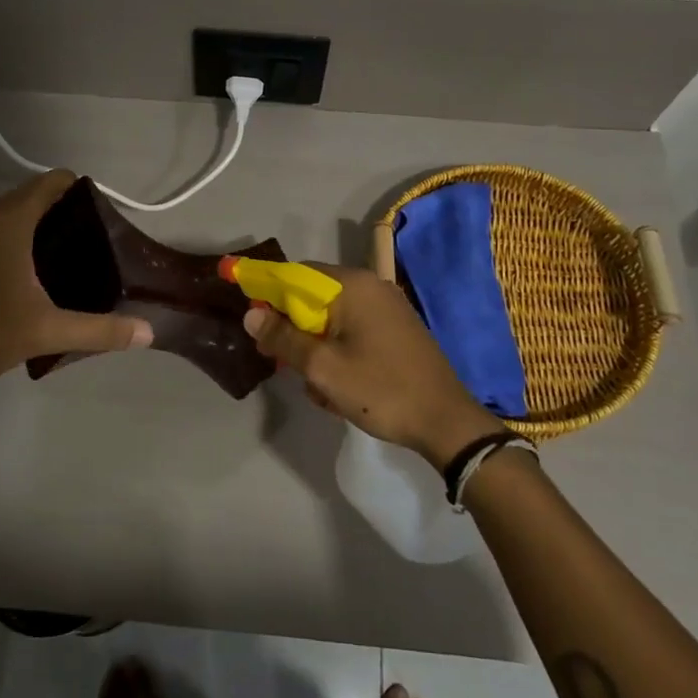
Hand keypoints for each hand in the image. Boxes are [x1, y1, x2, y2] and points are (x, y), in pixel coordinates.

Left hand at [0, 171, 152, 396]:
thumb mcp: (48, 332)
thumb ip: (100, 330)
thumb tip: (148, 332)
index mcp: (9, 225)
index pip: (48, 183)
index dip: (77, 188)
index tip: (100, 211)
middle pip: (26, 197)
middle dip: (58, 208)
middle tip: (88, 237)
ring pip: (3, 217)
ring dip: (31, 224)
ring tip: (60, 255)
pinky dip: (8, 241)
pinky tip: (20, 276)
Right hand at [243, 264, 498, 466]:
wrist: (445, 423)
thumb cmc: (380, 390)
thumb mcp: (322, 368)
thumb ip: (283, 338)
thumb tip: (251, 315)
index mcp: (353, 286)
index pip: (295, 274)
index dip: (267, 292)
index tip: (252, 319)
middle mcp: (371, 287)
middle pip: (314, 297)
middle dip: (292, 328)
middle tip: (278, 360)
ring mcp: (387, 308)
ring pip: (332, 319)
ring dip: (315, 348)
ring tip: (316, 387)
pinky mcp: (397, 330)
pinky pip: (353, 332)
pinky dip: (338, 353)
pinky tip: (339, 389)